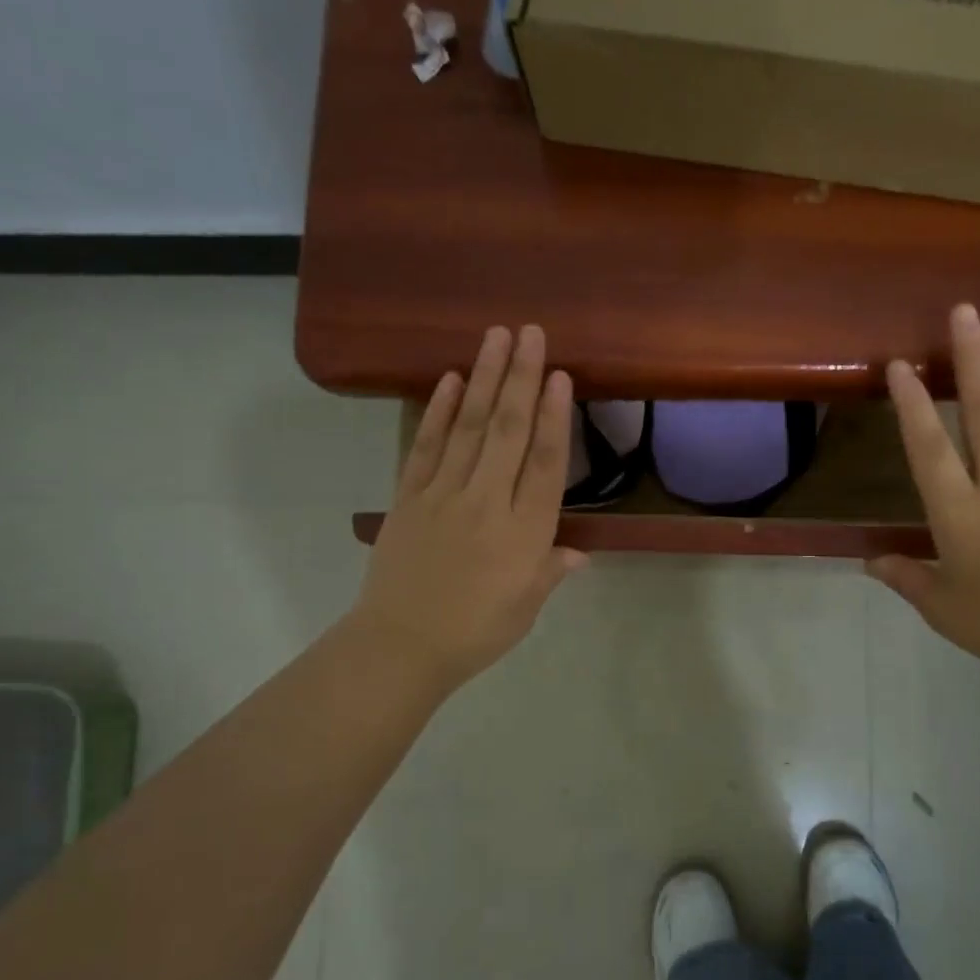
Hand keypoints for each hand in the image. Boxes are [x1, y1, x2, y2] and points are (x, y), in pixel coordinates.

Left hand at [349, 325, 585, 696]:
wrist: (400, 647)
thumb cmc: (475, 632)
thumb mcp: (526, 608)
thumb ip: (551, 571)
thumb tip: (579, 552)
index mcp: (524, 532)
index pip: (544, 464)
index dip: (553, 416)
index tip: (558, 375)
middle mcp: (487, 503)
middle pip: (507, 431)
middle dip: (520, 378)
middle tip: (529, 332)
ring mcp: (443, 495)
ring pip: (468, 428)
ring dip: (483, 379)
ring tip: (495, 337)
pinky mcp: (409, 497)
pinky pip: (426, 447)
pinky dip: (438, 412)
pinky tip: (449, 380)